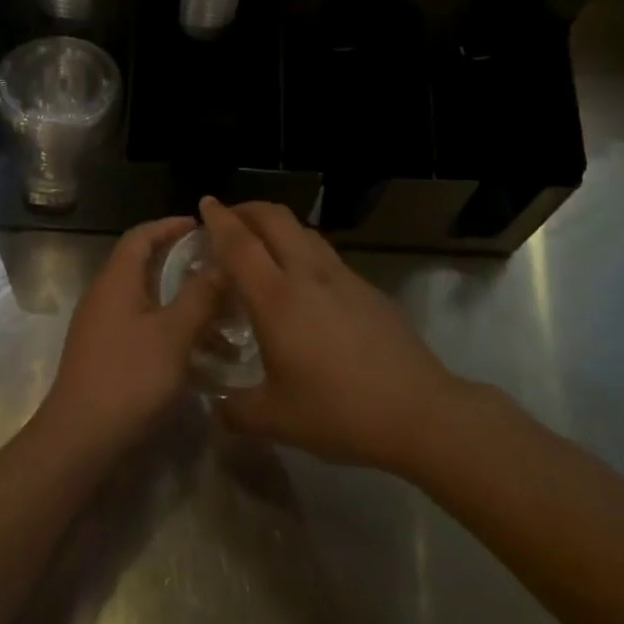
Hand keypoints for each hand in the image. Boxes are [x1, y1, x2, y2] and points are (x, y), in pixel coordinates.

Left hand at [34, 216, 222, 457]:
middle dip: (180, 263)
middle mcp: (104, 295)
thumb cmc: (128, 378)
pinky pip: (140, 326)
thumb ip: (199, 296)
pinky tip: (196, 352)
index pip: (141, 235)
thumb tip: (221, 263)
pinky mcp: (103, 354)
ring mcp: (101, 327)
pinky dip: (168, 329)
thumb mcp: (173, 335)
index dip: (169, 226)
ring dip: (179, 301)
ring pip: (146, 299)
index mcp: (116, 280)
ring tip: (218, 313)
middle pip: (143, 265)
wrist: (78, 441)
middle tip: (216, 267)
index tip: (200, 226)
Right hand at [201, 197, 465, 471]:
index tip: (205, 203)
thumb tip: (217, 408)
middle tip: (229, 219)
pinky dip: (302, 248)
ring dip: (276, 225)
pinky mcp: (366, 287)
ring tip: (263, 244)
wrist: (418, 410)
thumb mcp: (277, 420)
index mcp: (276, 298)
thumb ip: (238, 411)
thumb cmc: (339, 412)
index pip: (239, 243)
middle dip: (247, 209)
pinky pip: (324, 252)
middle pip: (274, 218)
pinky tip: (303, 281)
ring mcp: (341, 276)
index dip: (219, 219)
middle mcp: (307, 274)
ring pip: (302, 230)